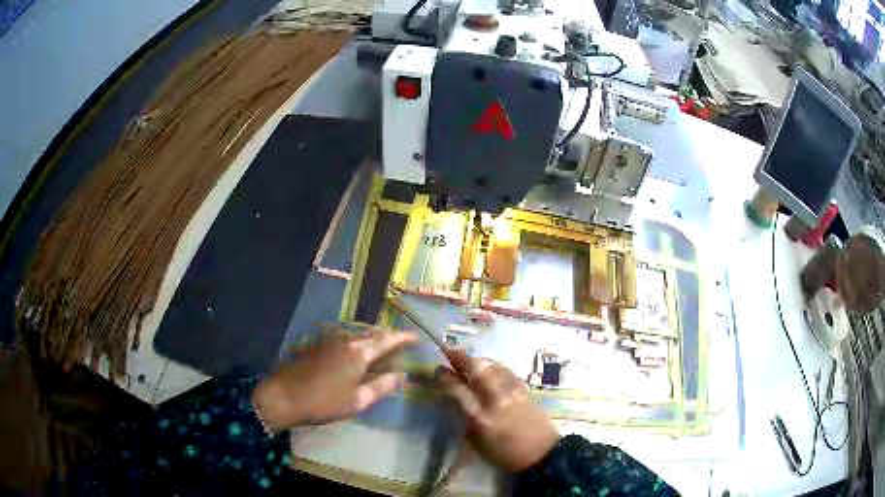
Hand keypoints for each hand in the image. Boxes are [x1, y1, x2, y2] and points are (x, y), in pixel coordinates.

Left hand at [252, 330, 417, 431]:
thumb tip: (401, 376)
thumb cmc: (324, 402)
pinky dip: (357, 348)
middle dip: (388, 340)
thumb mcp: (357, 400)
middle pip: (372, 336)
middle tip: (401, 349)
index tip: (417, 337)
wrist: (284, 396)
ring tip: (382, 356)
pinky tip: (357, 361)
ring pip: (358, 338)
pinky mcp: (318, 346)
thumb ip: (382, 386)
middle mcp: (345, 340)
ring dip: (372, 344)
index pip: (387, 340)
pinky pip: (345, 342)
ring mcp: (329, 341)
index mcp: (358, 352)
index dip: (403, 337)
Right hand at [437, 350, 559, 472]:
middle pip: (479, 371)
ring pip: (495, 367)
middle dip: (462, 358)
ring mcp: (514, 393)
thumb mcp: (477, 444)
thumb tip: (454, 400)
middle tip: (449, 352)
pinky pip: (507, 372)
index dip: (446, 378)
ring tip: (468, 359)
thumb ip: (465, 420)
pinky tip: (490, 367)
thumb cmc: (505, 455)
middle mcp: (497, 401)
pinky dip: (495, 366)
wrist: (542, 454)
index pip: (459, 391)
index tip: (437, 369)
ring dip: (479, 360)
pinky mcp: (526, 391)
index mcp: (481, 419)